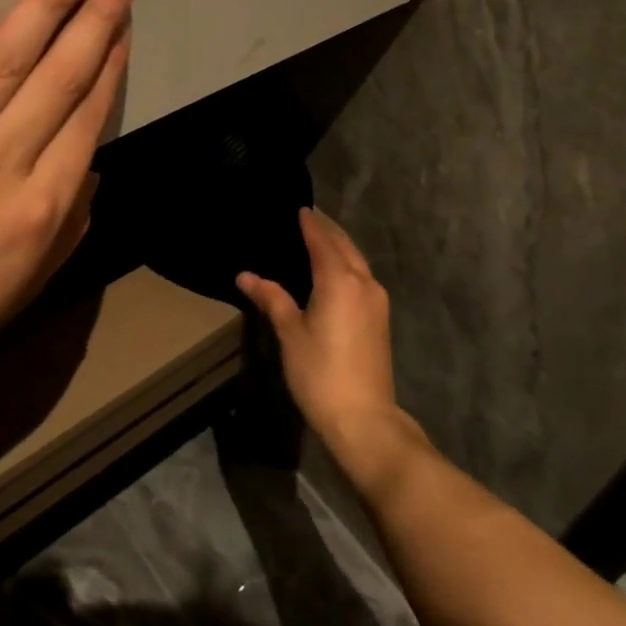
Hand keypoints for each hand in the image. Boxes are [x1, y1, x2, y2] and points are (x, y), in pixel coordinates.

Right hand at [237, 209, 406, 467]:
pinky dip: (348, 262)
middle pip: (344, 244)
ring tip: (320, 236)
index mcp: (339, 279)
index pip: (322, 240)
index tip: (299, 207)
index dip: (310, 223)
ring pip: (357, 259)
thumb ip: (271, 298)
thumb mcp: (290, 334)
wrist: (364, 418)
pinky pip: (362, 275)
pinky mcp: (380, 316)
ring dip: (340, 244)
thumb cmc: (320, 373)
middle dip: (327, 228)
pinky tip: (335, 269)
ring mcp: (376, 299)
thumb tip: (245, 275)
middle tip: (308, 216)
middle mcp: (363, 281)